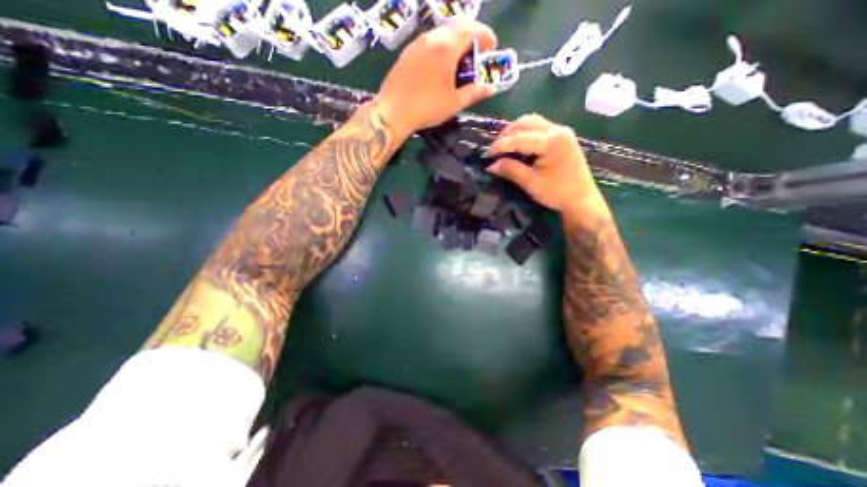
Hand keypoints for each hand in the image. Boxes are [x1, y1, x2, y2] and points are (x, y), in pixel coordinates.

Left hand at [375, 18, 501, 138]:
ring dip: (454, 43)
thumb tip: (490, 88)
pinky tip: (439, 68)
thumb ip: (474, 93)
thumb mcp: (454, 103)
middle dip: (470, 37)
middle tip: (475, 56)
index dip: (486, 35)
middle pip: (456, 26)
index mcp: (446, 47)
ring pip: (441, 33)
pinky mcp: (407, 52)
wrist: (393, 112)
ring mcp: (417, 44)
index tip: (491, 48)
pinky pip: (429, 43)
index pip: (472, 29)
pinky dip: (440, 49)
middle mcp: (431, 38)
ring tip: (457, 65)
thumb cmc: (427, 108)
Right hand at [484, 114, 604, 213]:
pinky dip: (525, 134)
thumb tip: (490, 166)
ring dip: (515, 132)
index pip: (520, 138)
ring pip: (532, 123)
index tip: (486, 154)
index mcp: (552, 141)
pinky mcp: (562, 138)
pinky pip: (539, 128)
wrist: (581, 200)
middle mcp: (558, 130)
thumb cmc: (557, 193)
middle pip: (526, 122)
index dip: (500, 146)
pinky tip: (518, 146)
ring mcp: (561, 132)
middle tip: (495, 149)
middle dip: (507, 134)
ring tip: (504, 146)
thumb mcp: (531, 183)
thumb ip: (511, 170)